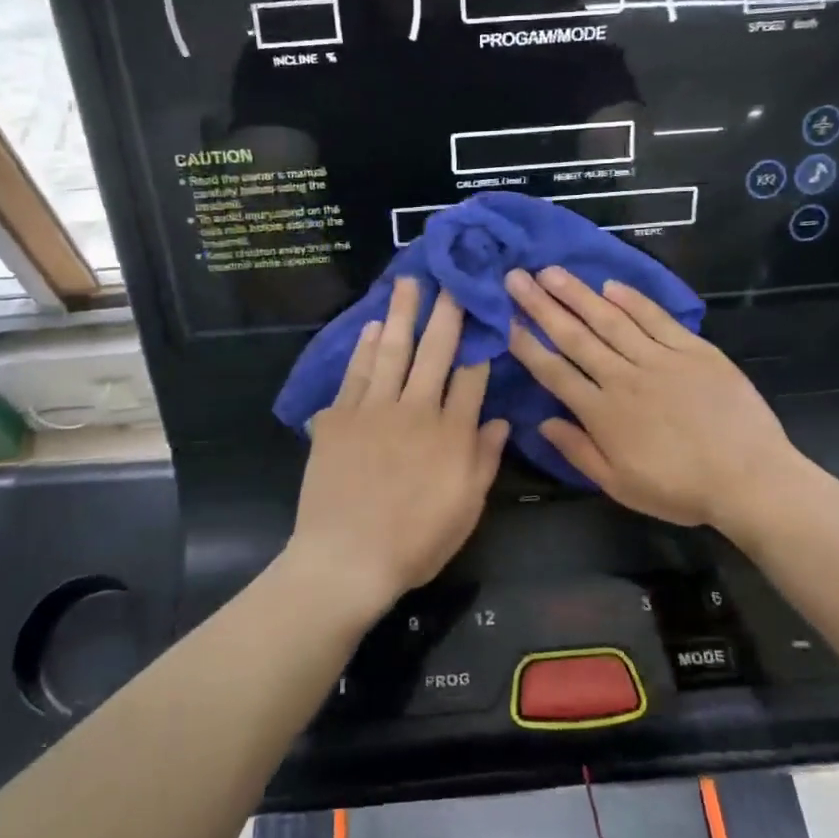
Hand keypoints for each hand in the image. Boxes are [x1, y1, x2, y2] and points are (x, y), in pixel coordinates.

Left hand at [288, 277, 509, 613]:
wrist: (346, 559)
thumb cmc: (415, 542)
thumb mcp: (466, 509)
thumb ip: (484, 460)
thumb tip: (501, 420)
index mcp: (451, 434)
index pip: (471, 377)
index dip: (479, 344)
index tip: (484, 314)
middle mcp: (415, 410)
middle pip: (434, 351)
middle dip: (445, 312)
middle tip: (450, 278)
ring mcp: (373, 410)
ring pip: (392, 351)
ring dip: (402, 314)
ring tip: (408, 283)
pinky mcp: (337, 418)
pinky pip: (355, 374)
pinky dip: (364, 348)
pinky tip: (372, 327)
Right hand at [506, 266, 802, 530]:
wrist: (749, 479)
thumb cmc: (681, 489)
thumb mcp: (620, 486)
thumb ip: (579, 452)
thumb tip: (542, 423)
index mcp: (602, 413)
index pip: (554, 371)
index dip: (527, 344)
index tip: (505, 319)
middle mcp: (624, 378)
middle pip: (575, 336)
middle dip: (541, 305)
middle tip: (516, 277)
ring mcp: (660, 359)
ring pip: (610, 319)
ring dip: (578, 294)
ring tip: (551, 271)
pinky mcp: (694, 350)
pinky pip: (657, 319)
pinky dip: (633, 300)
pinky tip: (611, 285)